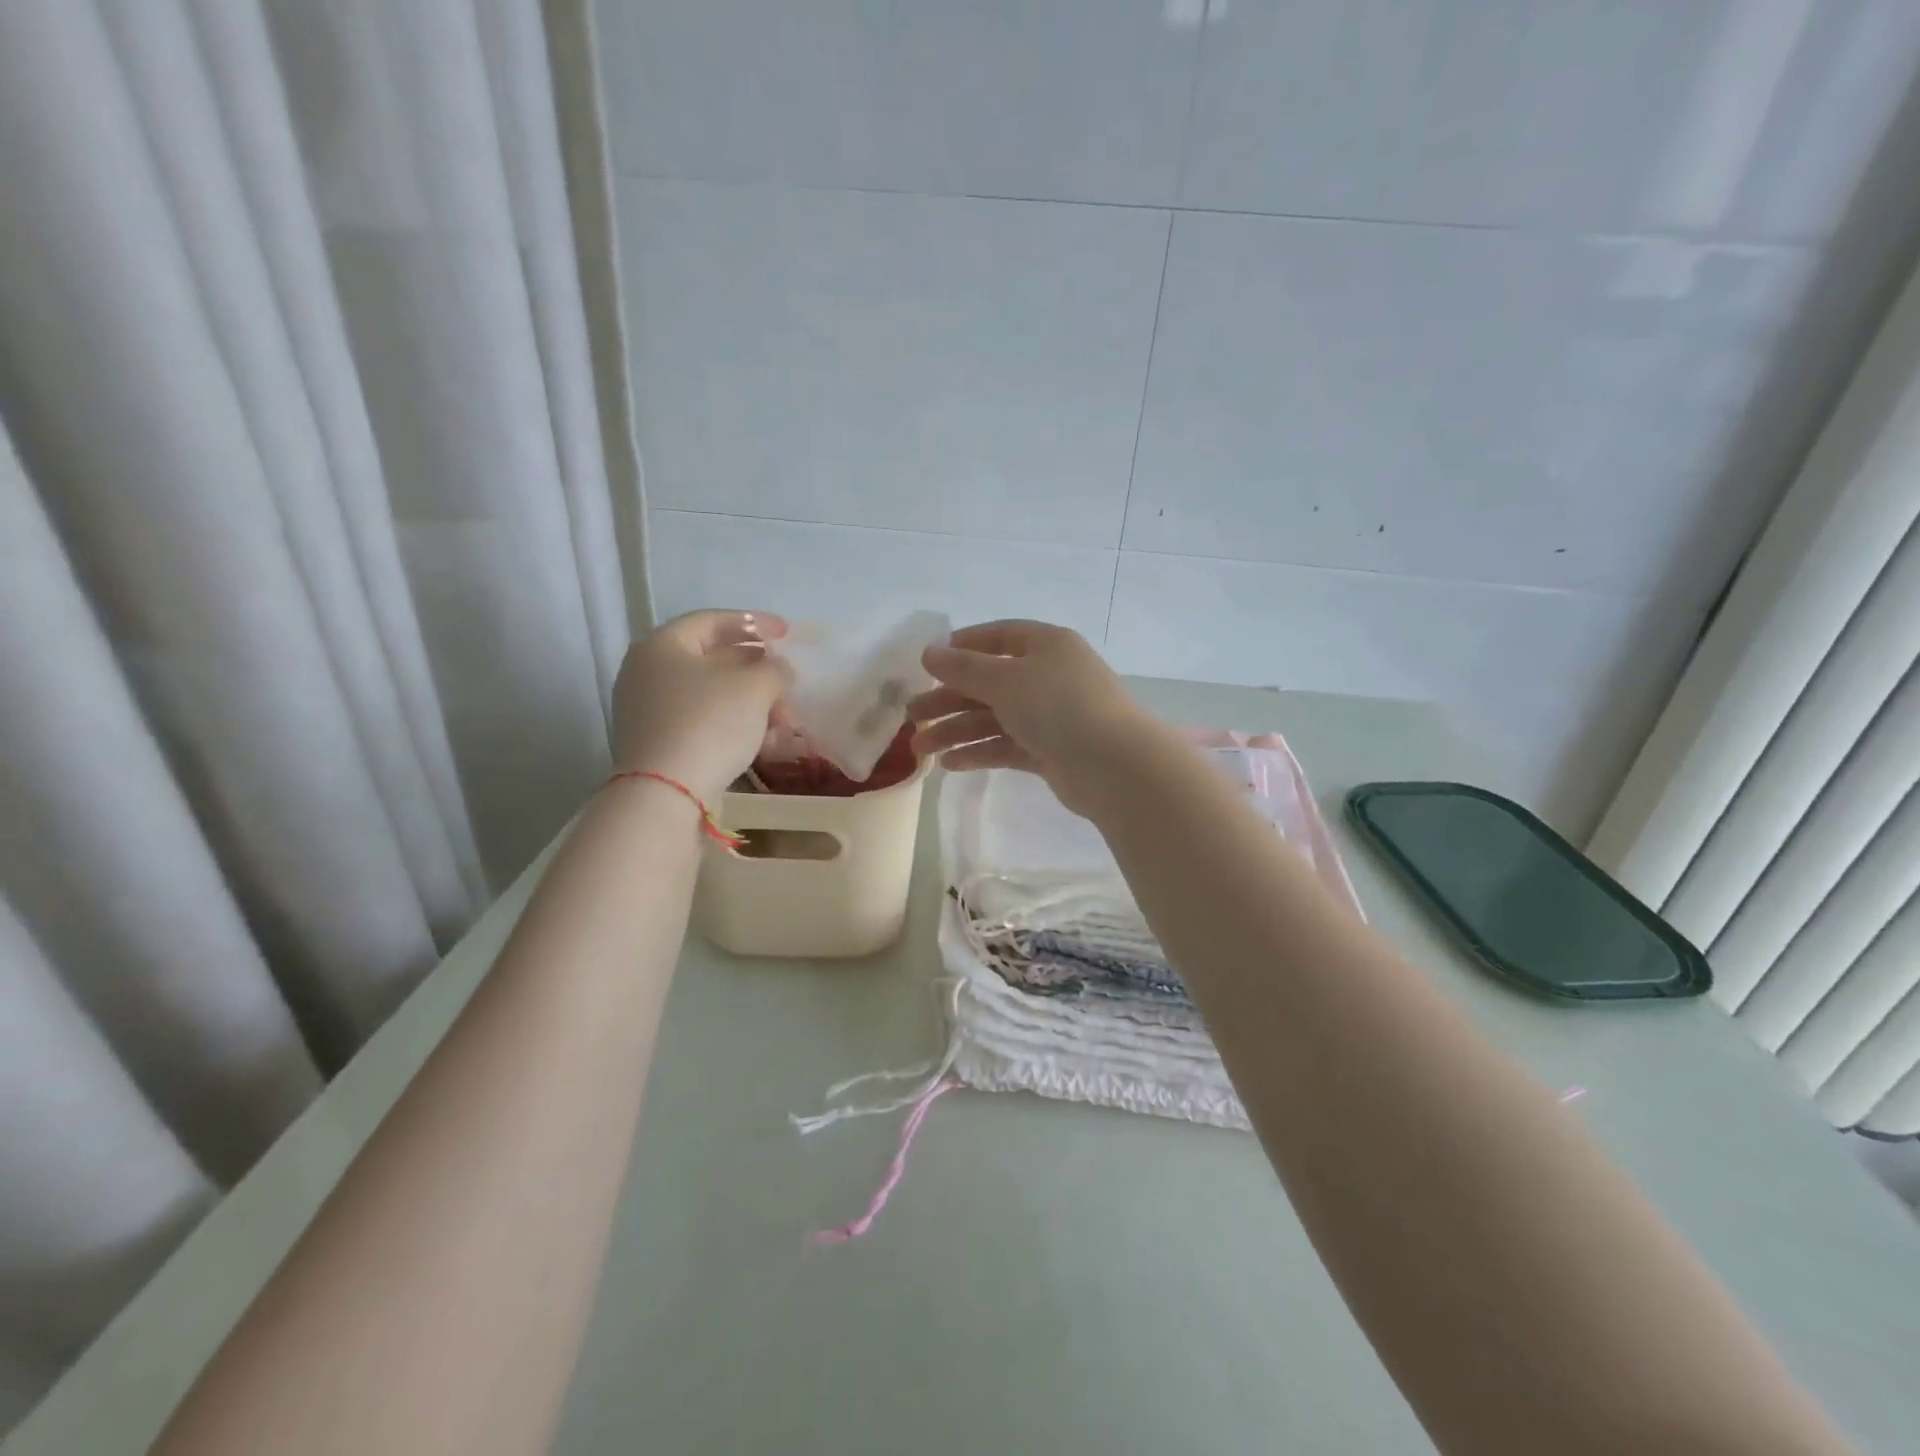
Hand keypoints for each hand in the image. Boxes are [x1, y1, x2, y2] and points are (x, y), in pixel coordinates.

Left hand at [612, 610, 789, 800]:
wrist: (666, 794)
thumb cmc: (708, 724)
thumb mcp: (754, 687)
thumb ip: (775, 669)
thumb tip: (779, 670)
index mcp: (662, 646)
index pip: (713, 620)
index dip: (755, 623)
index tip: (788, 634)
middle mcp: (648, 673)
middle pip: (714, 660)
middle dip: (758, 671)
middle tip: (789, 682)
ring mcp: (651, 712)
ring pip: (713, 697)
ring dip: (754, 704)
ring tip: (786, 721)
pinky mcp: (661, 745)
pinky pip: (705, 724)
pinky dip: (737, 727)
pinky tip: (768, 743)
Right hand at [907, 620, 1158, 815]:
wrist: (1114, 766)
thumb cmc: (1058, 707)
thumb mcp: (1005, 680)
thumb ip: (963, 668)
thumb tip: (929, 652)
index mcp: (1046, 645)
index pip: (999, 636)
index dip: (962, 647)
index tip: (928, 664)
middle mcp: (1049, 676)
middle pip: (990, 682)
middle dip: (949, 699)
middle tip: (911, 716)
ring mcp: (1052, 715)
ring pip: (995, 717)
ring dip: (957, 730)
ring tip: (920, 748)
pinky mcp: (1051, 751)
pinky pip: (1007, 745)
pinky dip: (980, 752)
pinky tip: (950, 764)